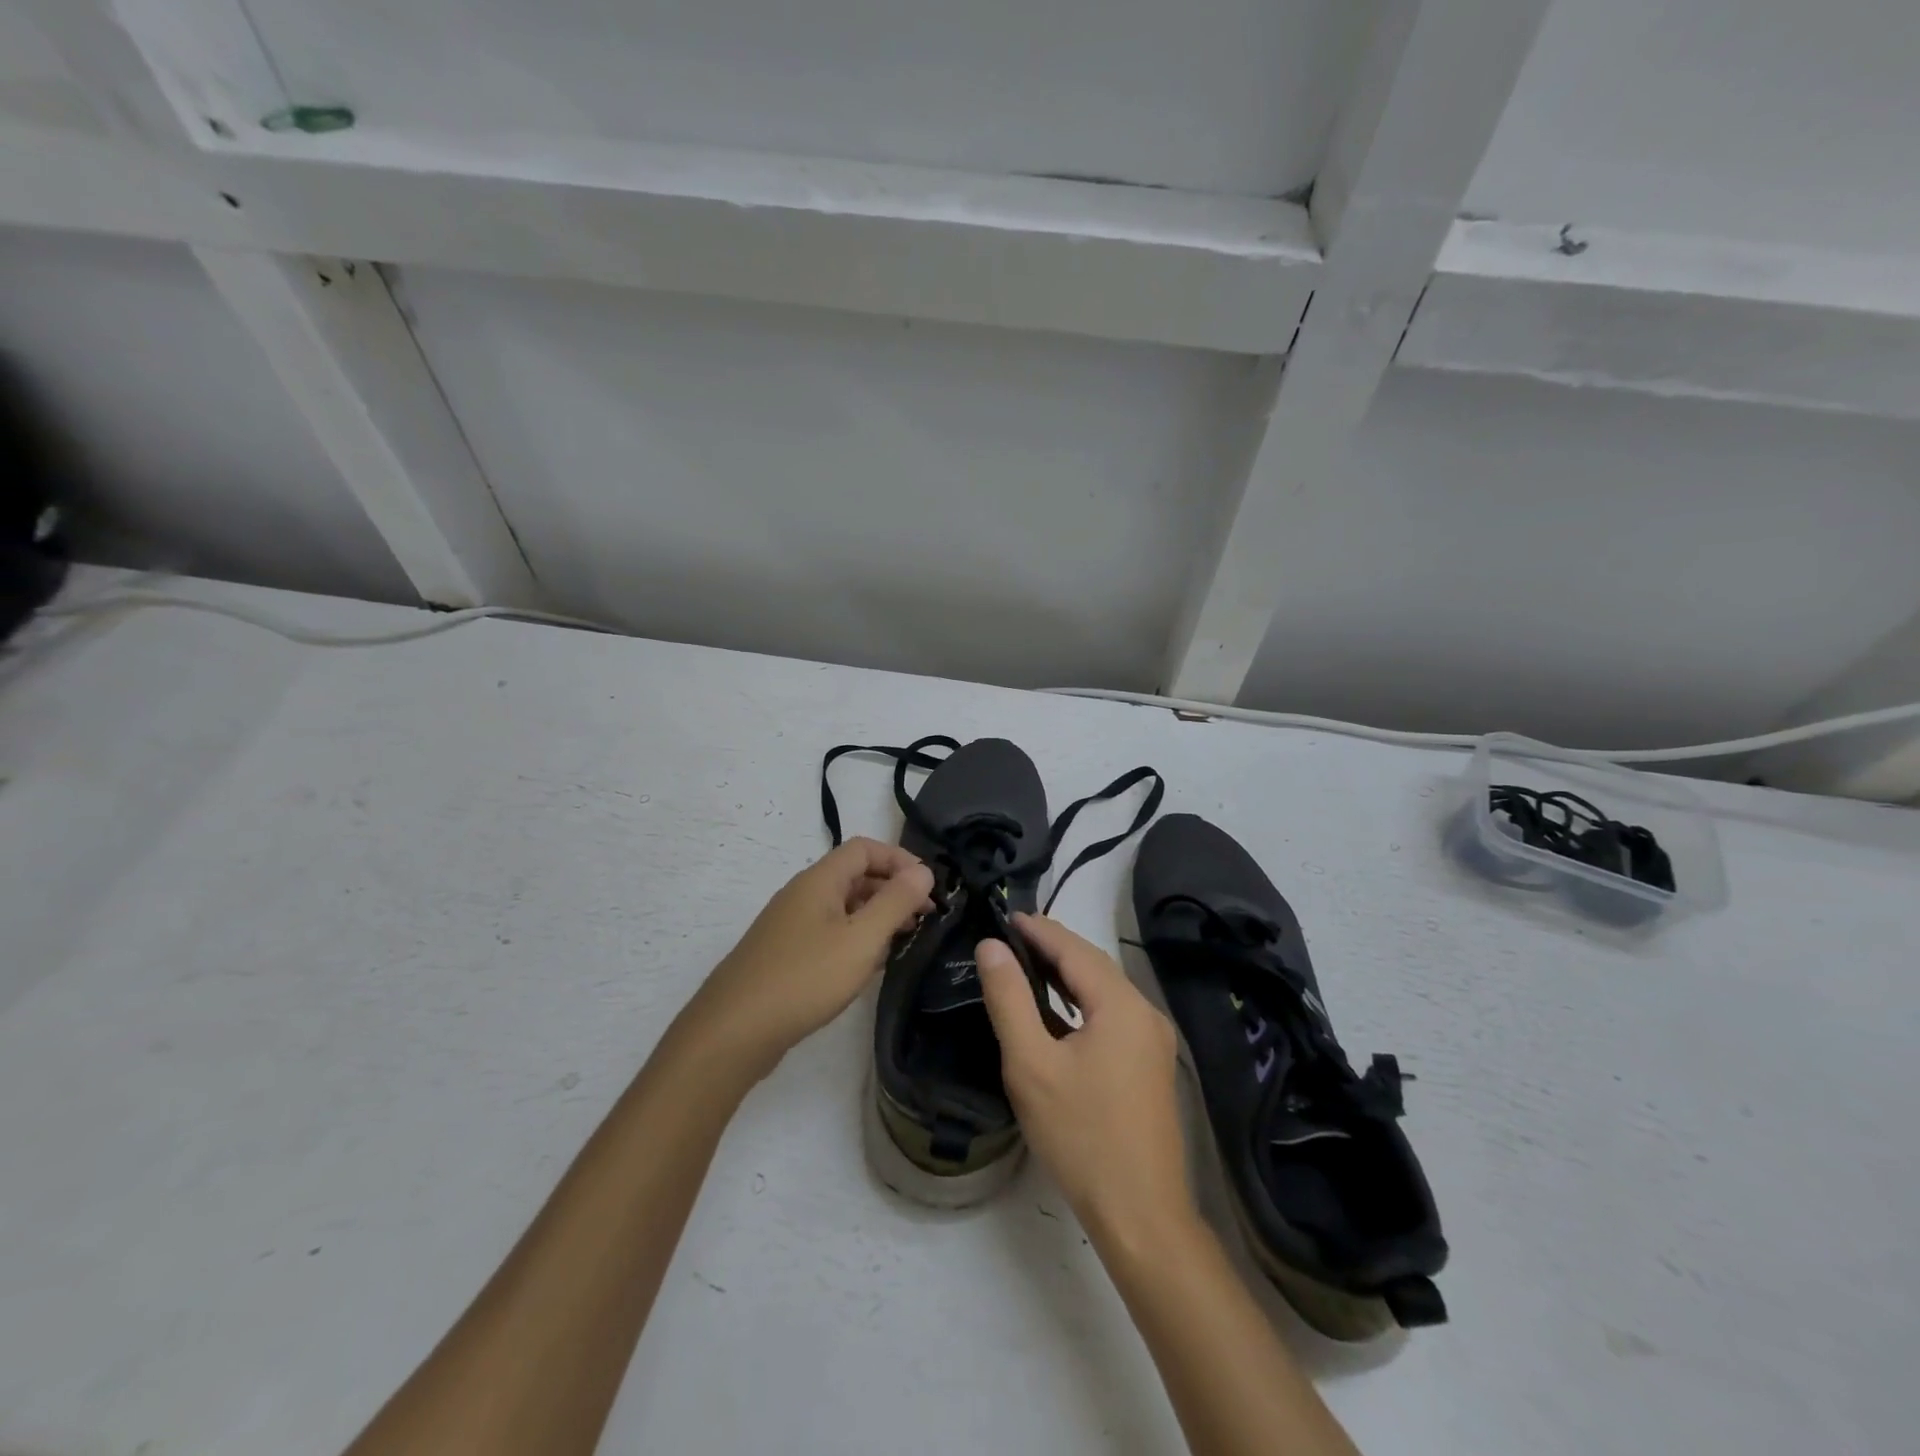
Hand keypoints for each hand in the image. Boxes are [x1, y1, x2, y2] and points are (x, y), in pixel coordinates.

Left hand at [680, 838, 934, 1080]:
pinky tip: (868, 966)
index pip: (865, 848)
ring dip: (876, 916)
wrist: (734, 1031)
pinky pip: (829, 932)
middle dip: (892, 889)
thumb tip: (924, 872)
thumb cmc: (804, 978)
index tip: (929, 888)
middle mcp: (802, 894)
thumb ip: (896, 902)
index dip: (900, 859)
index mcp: (819, 881)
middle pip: (854, 875)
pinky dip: (855, 938)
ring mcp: (790, 925)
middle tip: (924, 918)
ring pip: (842, 906)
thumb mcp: (861, 939)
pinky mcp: (785, 954)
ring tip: (903, 941)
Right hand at [977, 914, 1195, 1252]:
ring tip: (1025, 964)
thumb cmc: (1081, 1137)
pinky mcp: (1150, 1064)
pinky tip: (1057, 1011)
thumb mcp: (1031, 1065)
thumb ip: (1009, 1000)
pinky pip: (1111, 1014)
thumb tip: (992, 947)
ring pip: (1103, 990)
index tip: (1005, 915)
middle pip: (1093, 965)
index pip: (1075, 949)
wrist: (1141, 1215)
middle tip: (1010, 937)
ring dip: (1066, 974)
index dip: (1039, 929)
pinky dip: (1081, 1001)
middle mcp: (1145, 1012)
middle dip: (1052, 946)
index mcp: (1122, 1005)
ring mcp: (1153, 1040)